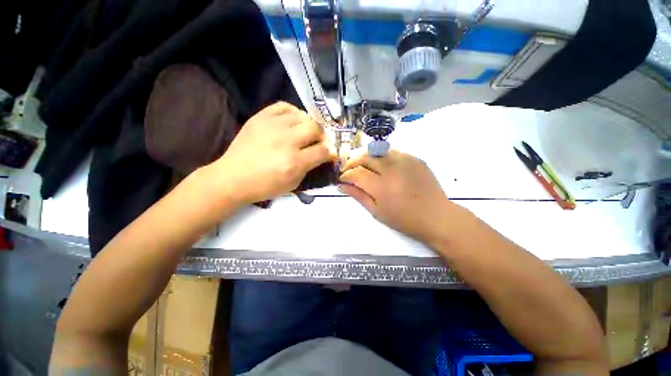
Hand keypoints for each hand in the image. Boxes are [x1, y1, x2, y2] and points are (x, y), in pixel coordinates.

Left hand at [209, 102, 334, 204]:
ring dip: (308, 125)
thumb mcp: (293, 183)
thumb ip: (309, 167)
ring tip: (304, 132)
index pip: (323, 151)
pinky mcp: (260, 117)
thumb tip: (322, 154)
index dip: (330, 152)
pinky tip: (292, 121)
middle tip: (317, 142)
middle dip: (321, 136)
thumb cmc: (265, 186)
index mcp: (294, 162)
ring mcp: (272, 126)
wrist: (233, 177)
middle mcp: (286, 141)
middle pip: (315, 128)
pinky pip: (284, 106)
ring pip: (302, 116)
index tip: (329, 153)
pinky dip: (293, 112)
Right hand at [339, 150, 453, 243]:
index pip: (356, 173)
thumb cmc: (404, 220)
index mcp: (382, 187)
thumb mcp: (377, 212)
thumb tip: (341, 186)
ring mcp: (406, 161)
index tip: (342, 179)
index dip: (345, 175)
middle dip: (352, 162)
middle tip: (348, 170)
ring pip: (378, 151)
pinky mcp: (415, 158)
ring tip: (363, 166)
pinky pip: (392, 152)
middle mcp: (393, 170)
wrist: (436, 216)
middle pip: (365, 157)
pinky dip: (382, 157)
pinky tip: (381, 166)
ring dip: (366, 157)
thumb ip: (358, 196)